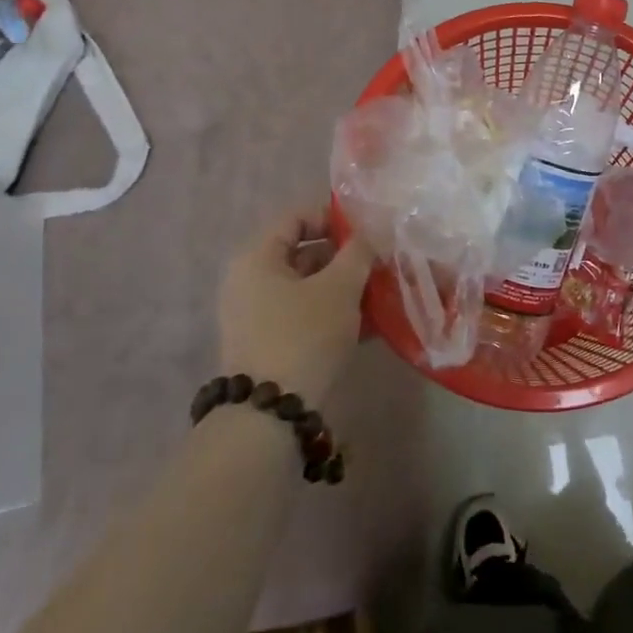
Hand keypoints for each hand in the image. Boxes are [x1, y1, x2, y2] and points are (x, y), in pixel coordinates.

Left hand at [216, 206, 373, 404]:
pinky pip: (306, 315)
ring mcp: (257, 316)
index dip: (334, 217)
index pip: (296, 218)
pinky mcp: (269, 345)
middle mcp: (250, 282)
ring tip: (382, 293)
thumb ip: (358, 252)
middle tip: (382, 264)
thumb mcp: (339, 287)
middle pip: (304, 253)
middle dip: (346, 257)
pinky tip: (370, 323)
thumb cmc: (304, 335)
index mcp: (257, 258)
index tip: (369, 231)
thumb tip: (370, 234)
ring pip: (309, 287)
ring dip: (345, 287)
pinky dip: (334, 313)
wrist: (272, 415)